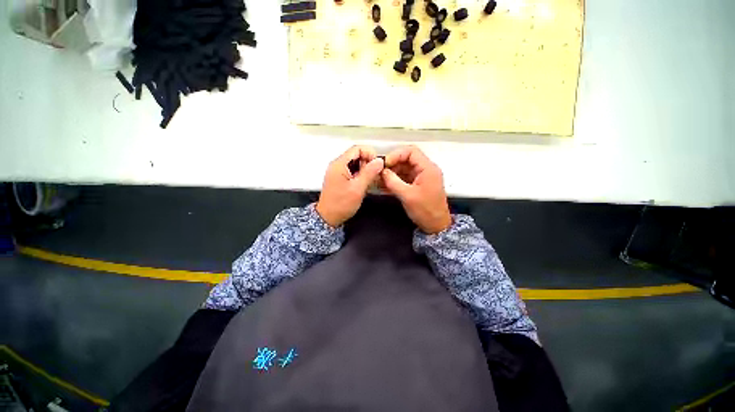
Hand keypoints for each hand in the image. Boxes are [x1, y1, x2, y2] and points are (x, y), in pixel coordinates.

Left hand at [316, 146, 384, 226]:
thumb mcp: (358, 188)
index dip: (370, 154)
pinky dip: (361, 175)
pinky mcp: (340, 178)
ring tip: (370, 181)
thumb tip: (379, 161)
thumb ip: (369, 173)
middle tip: (374, 176)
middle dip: (368, 163)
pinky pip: (353, 171)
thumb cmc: (341, 204)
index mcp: (339, 164)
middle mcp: (337, 165)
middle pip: (357, 155)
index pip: (357, 148)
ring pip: (356, 163)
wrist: (328, 218)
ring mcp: (338, 172)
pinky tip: (364, 184)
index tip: (377, 165)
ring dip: (365, 170)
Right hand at [381, 146, 451, 233]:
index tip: (385, 164)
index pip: (411, 151)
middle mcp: (426, 170)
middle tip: (380, 172)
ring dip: (392, 173)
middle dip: (392, 165)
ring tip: (380, 180)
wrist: (436, 226)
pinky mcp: (418, 185)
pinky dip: (395, 180)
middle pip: (407, 159)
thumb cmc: (425, 210)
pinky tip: (385, 185)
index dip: (396, 155)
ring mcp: (422, 177)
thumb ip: (393, 181)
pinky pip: (405, 178)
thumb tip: (382, 171)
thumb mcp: (407, 195)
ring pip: (405, 169)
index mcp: (428, 168)